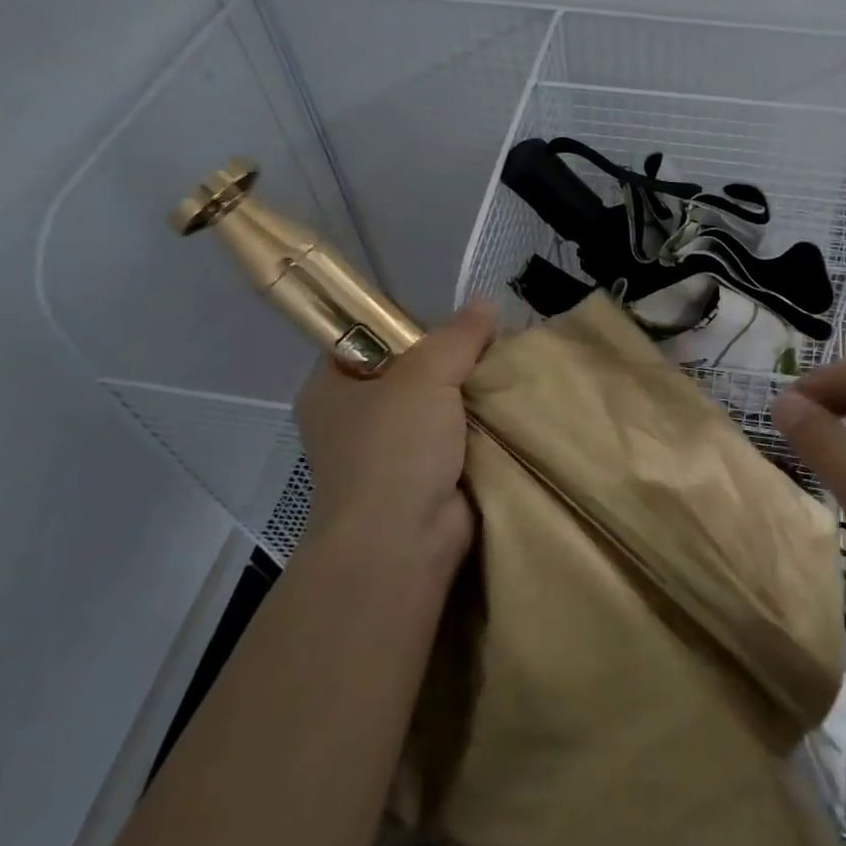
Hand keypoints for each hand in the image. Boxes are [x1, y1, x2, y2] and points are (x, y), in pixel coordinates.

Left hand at [293, 300, 494, 583]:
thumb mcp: (426, 374)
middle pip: (410, 372)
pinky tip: (512, 410)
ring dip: (471, 397)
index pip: (368, 338)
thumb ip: (457, 336)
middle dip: (452, 362)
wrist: (403, 542)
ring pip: (438, 407)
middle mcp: (355, 419)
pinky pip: (456, 440)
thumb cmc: (395, 448)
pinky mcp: (424, 480)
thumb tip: (485, 303)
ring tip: (510, 373)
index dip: (409, 324)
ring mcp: (389, 454)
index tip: (455, 323)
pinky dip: (481, 430)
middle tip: (494, 345)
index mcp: (333, 388)